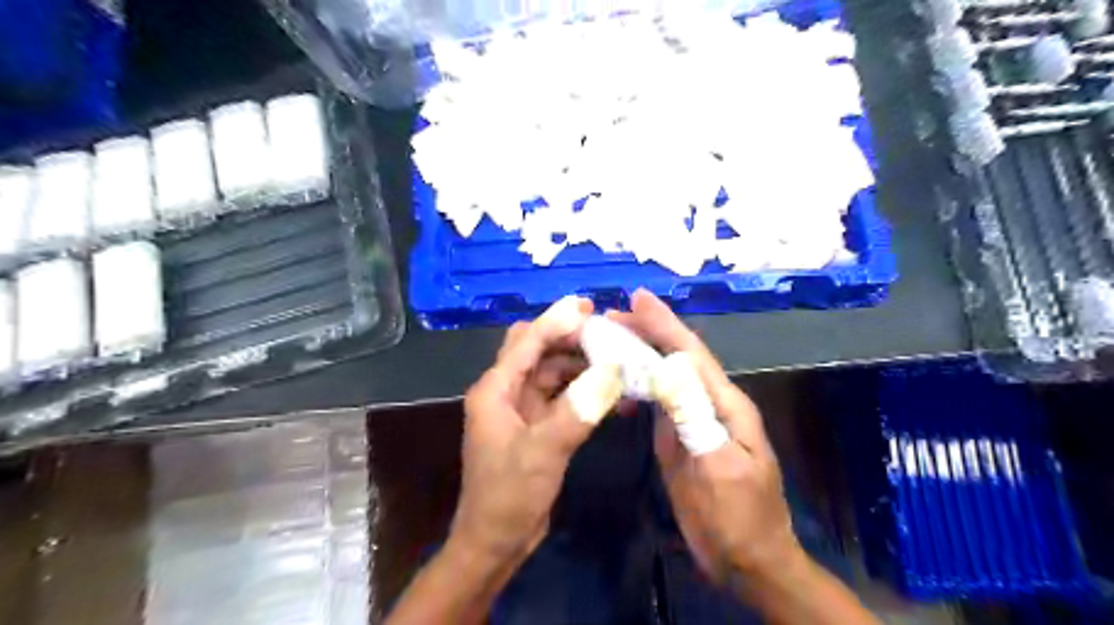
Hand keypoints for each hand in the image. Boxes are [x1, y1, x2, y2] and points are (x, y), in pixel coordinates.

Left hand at [452, 296, 624, 565]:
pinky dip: (581, 389)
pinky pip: (560, 396)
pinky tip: (609, 390)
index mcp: (495, 390)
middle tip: (607, 331)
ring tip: (615, 358)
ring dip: (579, 363)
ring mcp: (521, 410)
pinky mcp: (536, 426)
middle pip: (536, 350)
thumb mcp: (543, 452)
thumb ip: (578, 410)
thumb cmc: (509, 496)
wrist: (496, 542)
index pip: (527, 342)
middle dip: (568, 337)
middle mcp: (505, 392)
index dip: (556, 321)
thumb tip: (612, 370)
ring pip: (551, 372)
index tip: (588, 306)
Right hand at [609, 291, 801, 582]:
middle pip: (677, 358)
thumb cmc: (739, 517)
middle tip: (609, 316)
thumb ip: (696, 417)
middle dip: (646, 332)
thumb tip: (668, 367)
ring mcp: (693, 421)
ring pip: (664, 377)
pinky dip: (637, 385)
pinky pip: (657, 402)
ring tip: (608, 339)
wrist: (746, 561)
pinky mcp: (679, 439)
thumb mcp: (720, 467)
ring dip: (639, 354)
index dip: (665, 324)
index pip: (691, 353)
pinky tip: (619, 381)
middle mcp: (709, 403)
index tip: (637, 298)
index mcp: (726, 404)